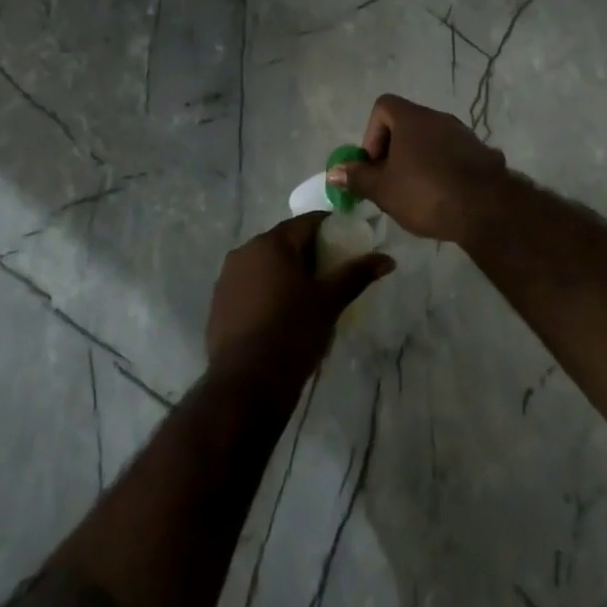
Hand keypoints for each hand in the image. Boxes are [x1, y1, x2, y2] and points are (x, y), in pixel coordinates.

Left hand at [206, 213, 392, 378]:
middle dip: (310, 254)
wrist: (246, 385)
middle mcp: (245, 251)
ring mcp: (227, 277)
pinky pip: (251, 285)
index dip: (332, 230)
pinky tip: (282, 315)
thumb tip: (388, 258)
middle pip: (286, 242)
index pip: (308, 222)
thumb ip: (357, 274)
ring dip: (288, 273)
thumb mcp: (330, 301)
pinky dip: (269, 290)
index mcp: (271, 243)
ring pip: (267, 264)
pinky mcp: (219, 302)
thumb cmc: (292, 333)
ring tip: (309, 298)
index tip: (349, 247)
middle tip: (332, 276)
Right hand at [328, 94, 509, 244]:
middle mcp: (439, 118)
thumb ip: (358, 177)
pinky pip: (453, 156)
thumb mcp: (383, 190)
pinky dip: (443, 170)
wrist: (486, 208)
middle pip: (407, 124)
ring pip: (432, 141)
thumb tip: (335, 170)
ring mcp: (464, 134)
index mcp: (413, 118)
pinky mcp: (482, 153)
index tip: (375, 164)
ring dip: (419, 161)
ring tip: (417, 194)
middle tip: (391, 183)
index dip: (372, 133)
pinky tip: (444, 198)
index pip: (383, 106)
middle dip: (394, 151)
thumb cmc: (426, 193)